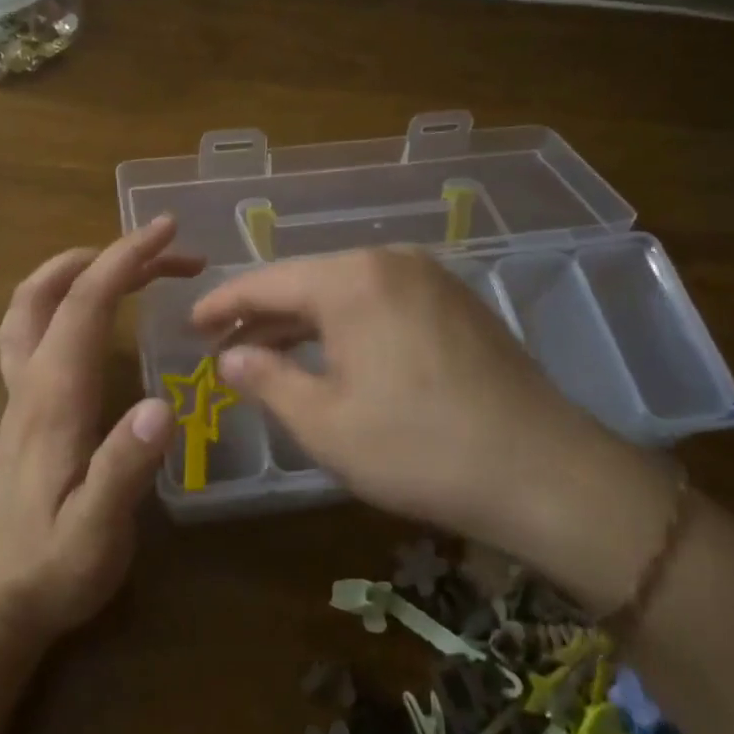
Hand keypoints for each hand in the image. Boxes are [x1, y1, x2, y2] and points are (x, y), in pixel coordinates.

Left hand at [0, 217, 203, 641]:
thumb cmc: (49, 567)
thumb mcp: (95, 532)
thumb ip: (124, 469)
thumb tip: (162, 405)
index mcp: (55, 396)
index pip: (86, 304)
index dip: (125, 258)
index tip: (167, 230)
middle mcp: (33, 380)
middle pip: (56, 290)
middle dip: (111, 255)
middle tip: (167, 251)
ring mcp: (21, 390)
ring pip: (31, 303)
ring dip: (79, 269)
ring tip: (128, 264)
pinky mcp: (23, 405)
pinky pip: (30, 328)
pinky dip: (61, 297)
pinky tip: (88, 313)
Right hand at [192, 248, 671, 604]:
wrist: (543, 472)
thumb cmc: (417, 448)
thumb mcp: (324, 422)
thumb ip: (267, 380)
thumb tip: (230, 356)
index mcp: (352, 279)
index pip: (268, 281)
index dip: (223, 304)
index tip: (191, 324)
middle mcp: (391, 261)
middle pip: (307, 281)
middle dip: (262, 314)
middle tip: (222, 345)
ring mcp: (431, 279)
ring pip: (346, 292)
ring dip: (303, 322)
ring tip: (267, 353)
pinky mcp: (456, 304)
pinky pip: (381, 302)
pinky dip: (345, 325)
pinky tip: (331, 355)